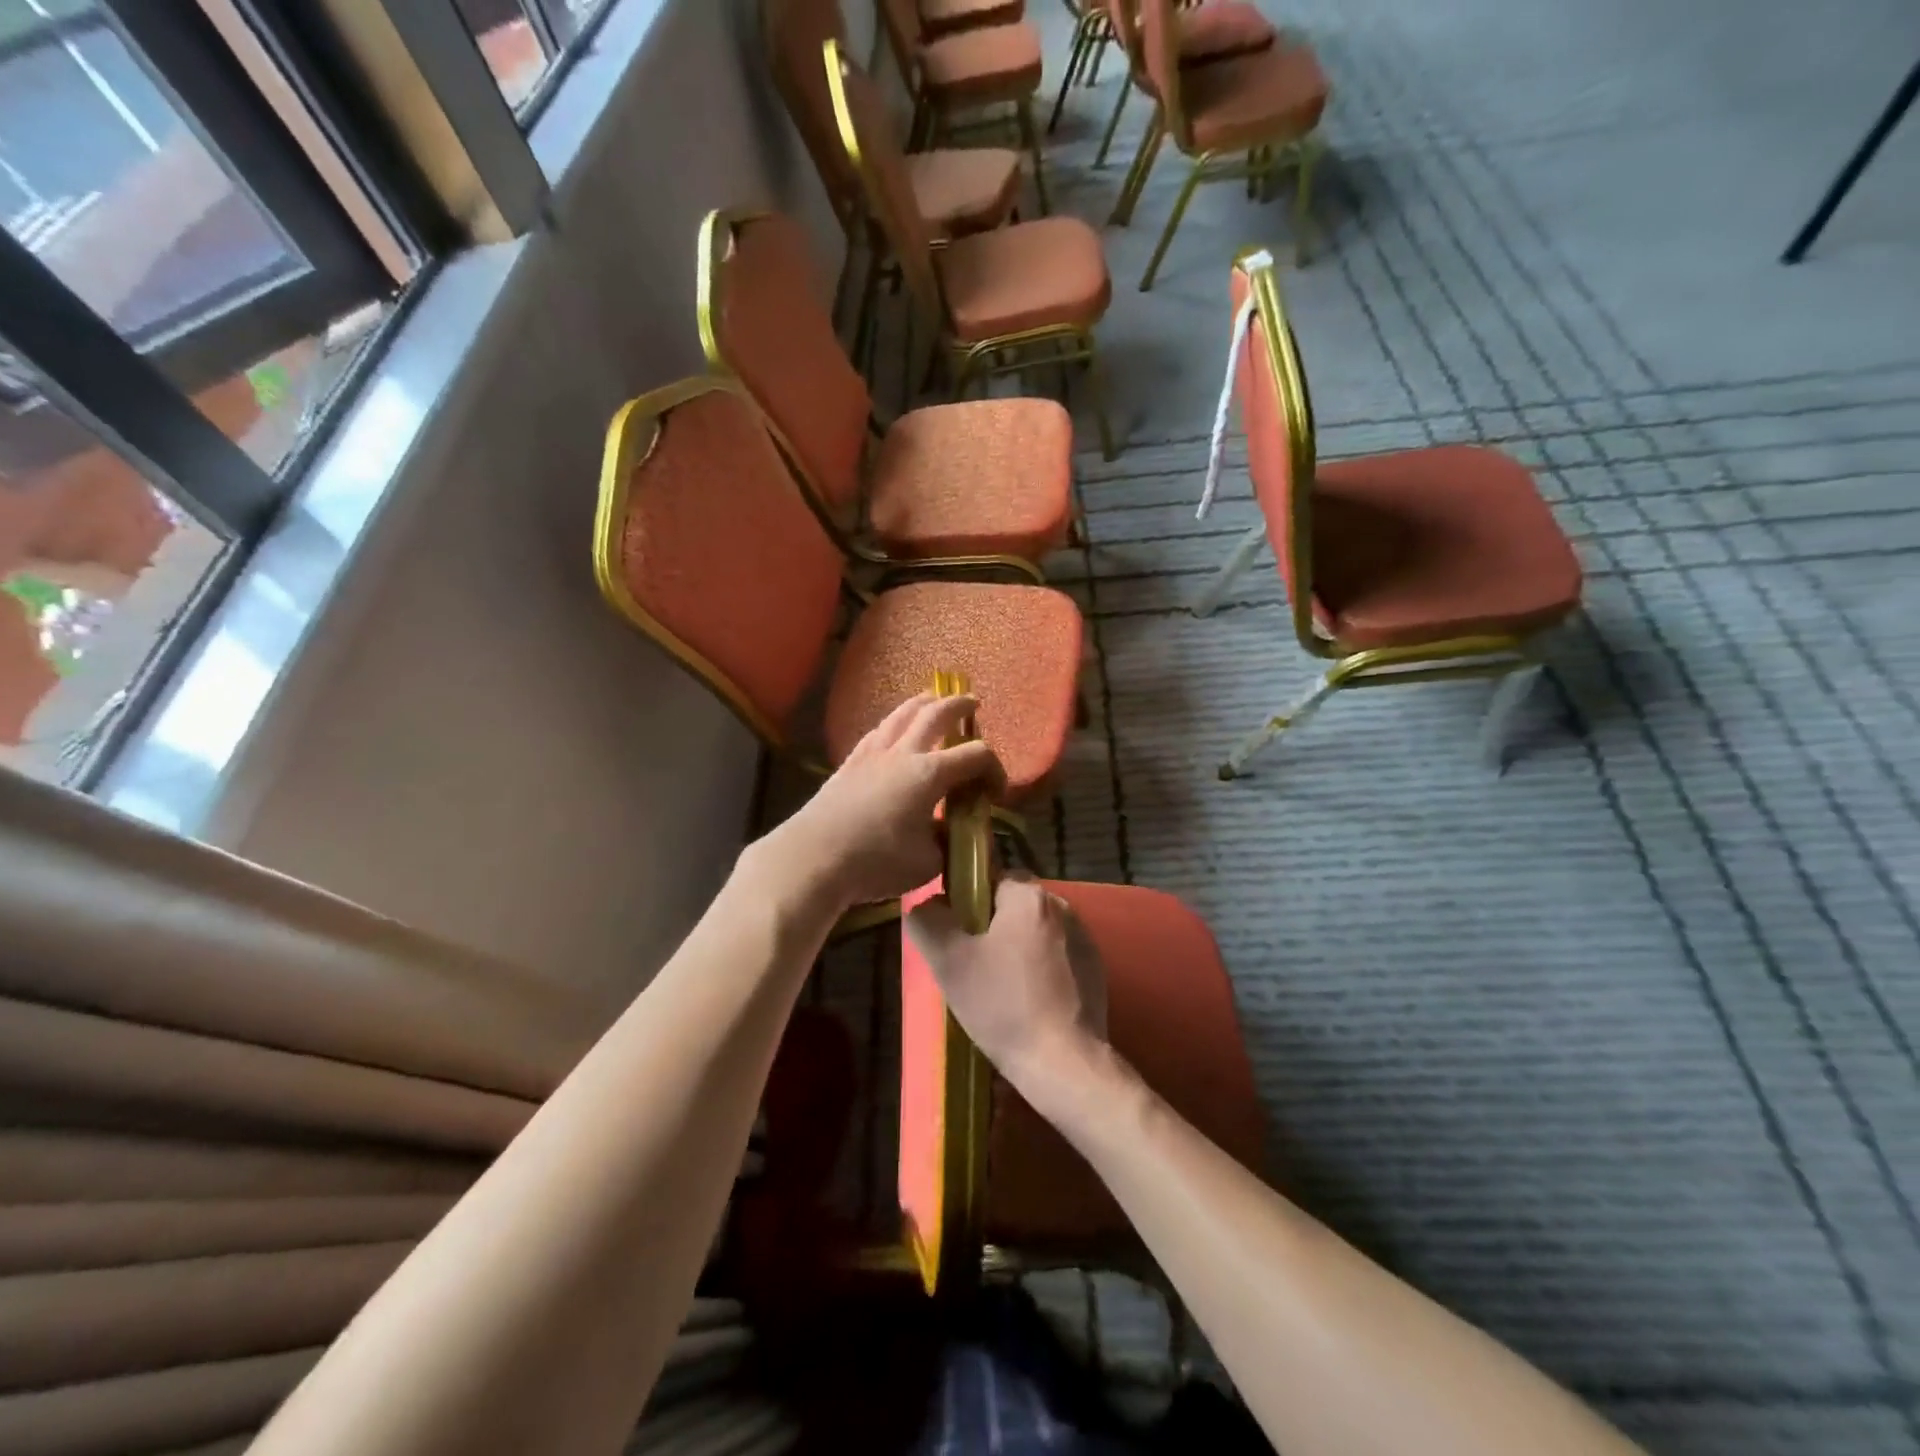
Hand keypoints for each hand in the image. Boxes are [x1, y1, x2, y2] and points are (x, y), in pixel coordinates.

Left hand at [762, 693, 1004, 911]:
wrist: (813, 858)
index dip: (994, 769)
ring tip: (932, 700)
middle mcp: (903, 753)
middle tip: (972, 704)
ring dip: (922, 703)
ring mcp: (872, 754)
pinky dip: (894, 724)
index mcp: (929, 774)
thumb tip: (950, 832)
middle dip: (959, 706)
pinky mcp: (849, 763)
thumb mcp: (927, 863)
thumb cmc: (875, 862)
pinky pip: (878, 731)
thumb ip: (946, 843)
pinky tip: (893, 731)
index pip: (976, 755)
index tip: (996, 794)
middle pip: (936, 714)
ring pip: (901, 714)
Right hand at [905, 874, 1108, 1094]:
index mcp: (1029, 896)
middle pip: (1014, 905)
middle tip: (972, 965)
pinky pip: (1057, 955)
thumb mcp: (948, 962)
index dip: (969, 902)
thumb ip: (928, 921)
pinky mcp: (1095, 968)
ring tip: (999, 987)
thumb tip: (926, 904)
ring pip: (1036, 931)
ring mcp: (1084, 938)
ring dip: (1017, 948)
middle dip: (992, 928)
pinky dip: (1040, 969)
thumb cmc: (1003, 1005)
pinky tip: (1028, 1001)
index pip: (992, 878)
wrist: (1063, 1062)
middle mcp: (1063, 906)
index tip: (957, 935)